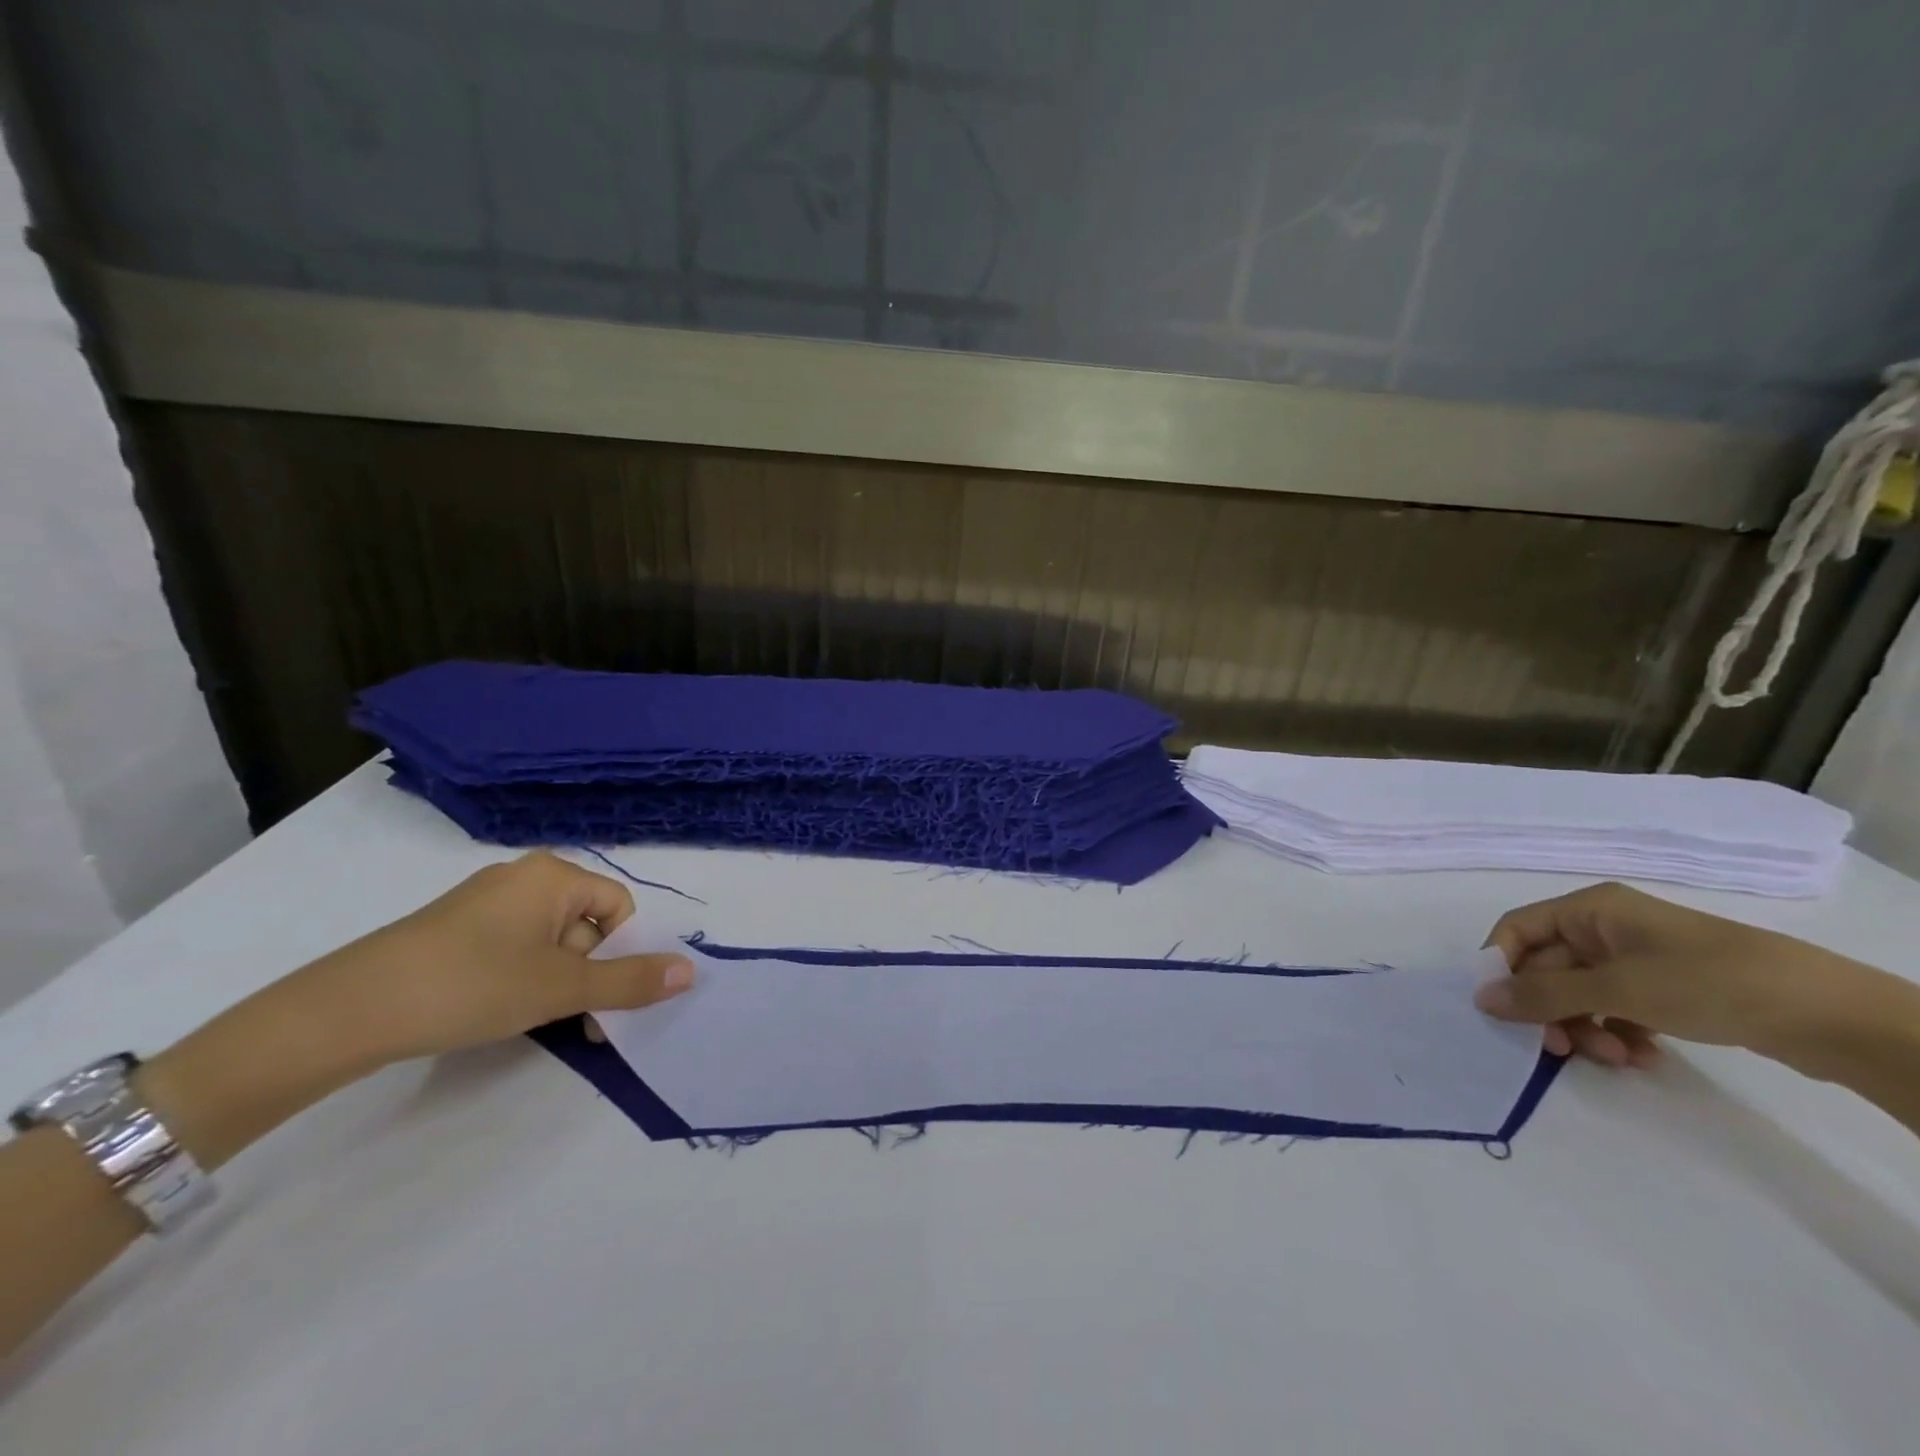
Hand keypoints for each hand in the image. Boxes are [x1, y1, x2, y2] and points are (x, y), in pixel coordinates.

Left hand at [296, 852, 694, 1069]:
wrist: (347, 1011)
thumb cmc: (472, 985)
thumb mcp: (561, 988)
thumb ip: (630, 981)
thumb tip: (692, 971)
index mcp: (555, 875)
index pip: (619, 908)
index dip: (622, 953)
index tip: (603, 997)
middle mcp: (524, 877)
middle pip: (587, 924)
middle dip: (589, 972)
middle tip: (574, 1018)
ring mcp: (485, 902)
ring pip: (551, 940)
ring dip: (557, 980)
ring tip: (531, 1019)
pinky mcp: (455, 929)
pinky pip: (514, 946)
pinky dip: (522, 977)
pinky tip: (497, 1008)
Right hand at [1473, 881, 1899, 1073]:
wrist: (1829, 1014)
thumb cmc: (1707, 982)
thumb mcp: (1617, 988)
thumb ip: (1543, 994)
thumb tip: (1480, 999)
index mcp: (1590, 909)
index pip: (1518, 930)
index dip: (1502, 966)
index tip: (1502, 1010)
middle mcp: (1607, 927)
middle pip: (1550, 967)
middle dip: (1552, 1010)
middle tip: (1560, 1049)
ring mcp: (1639, 958)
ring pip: (1583, 993)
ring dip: (1585, 1026)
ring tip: (1613, 1056)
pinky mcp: (1668, 988)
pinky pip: (1618, 1007)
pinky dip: (1619, 1032)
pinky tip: (1640, 1056)